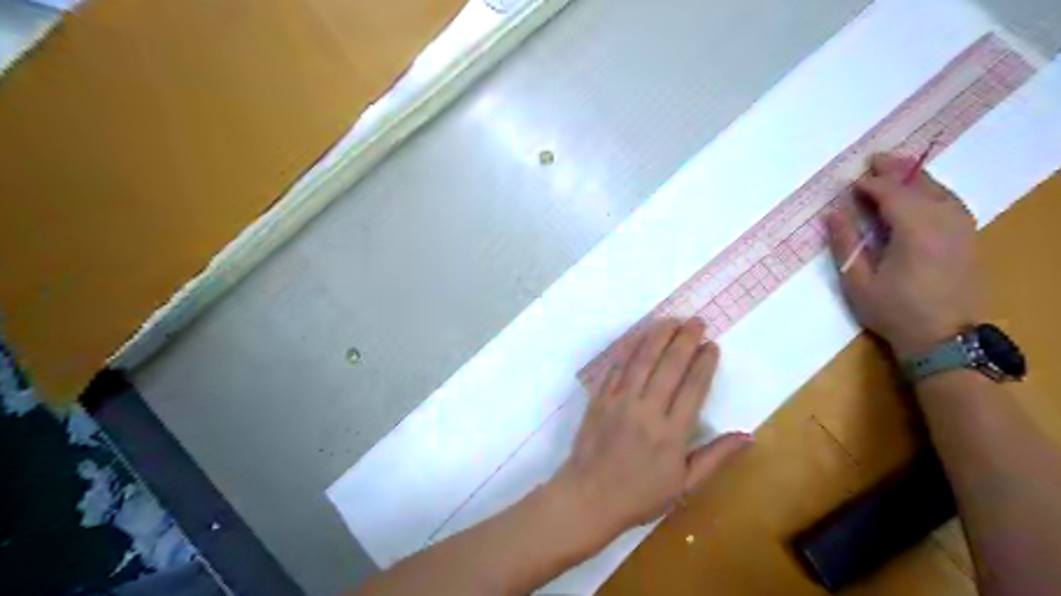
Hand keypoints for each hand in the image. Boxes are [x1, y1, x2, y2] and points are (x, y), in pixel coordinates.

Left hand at [547, 319, 753, 545]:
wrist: (588, 496)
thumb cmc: (640, 495)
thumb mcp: (684, 485)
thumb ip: (715, 457)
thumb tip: (748, 436)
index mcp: (671, 433)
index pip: (693, 388)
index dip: (704, 363)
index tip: (712, 345)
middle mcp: (647, 410)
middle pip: (669, 366)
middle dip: (685, 340)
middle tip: (697, 321)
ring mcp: (620, 401)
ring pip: (642, 360)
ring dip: (657, 336)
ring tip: (672, 320)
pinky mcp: (600, 398)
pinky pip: (616, 367)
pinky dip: (629, 349)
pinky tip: (639, 336)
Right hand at [829, 153, 985, 358]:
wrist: (944, 339)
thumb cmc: (894, 311)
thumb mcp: (858, 282)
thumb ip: (845, 243)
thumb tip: (833, 213)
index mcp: (916, 231)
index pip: (893, 194)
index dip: (870, 185)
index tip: (850, 184)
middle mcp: (944, 222)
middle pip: (921, 184)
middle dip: (896, 170)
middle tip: (873, 159)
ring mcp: (961, 228)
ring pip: (941, 190)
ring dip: (916, 177)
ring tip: (895, 169)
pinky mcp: (968, 238)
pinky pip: (952, 202)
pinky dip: (934, 191)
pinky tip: (922, 193)